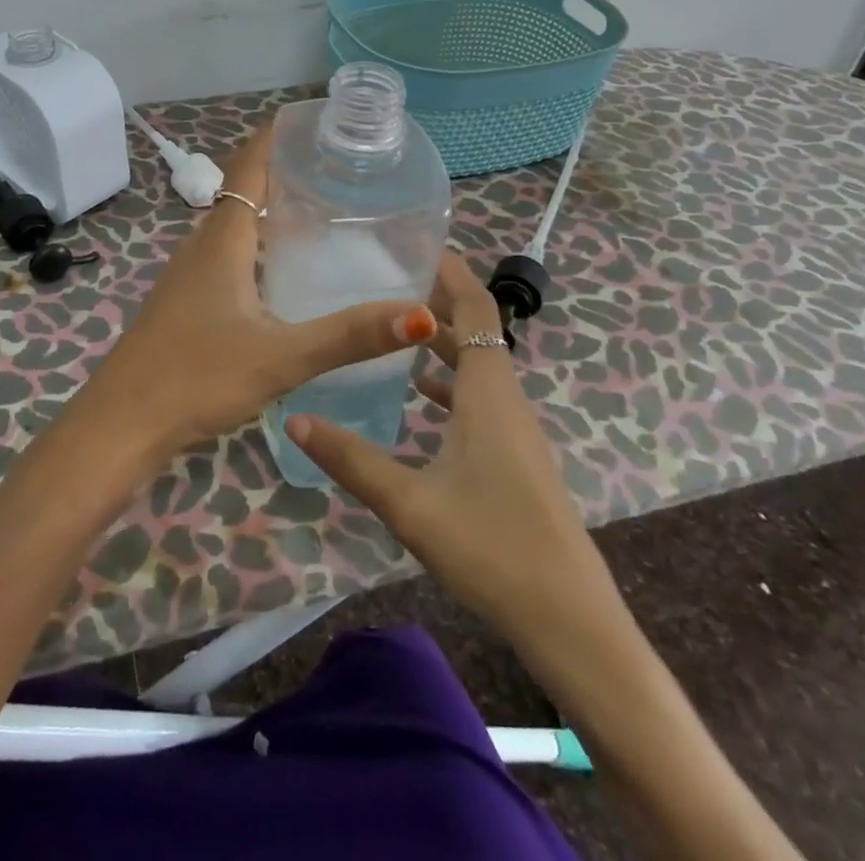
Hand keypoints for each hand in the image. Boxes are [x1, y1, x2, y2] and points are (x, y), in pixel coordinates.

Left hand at [79, 121, 438, 463]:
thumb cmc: (197, 377)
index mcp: (223, 240)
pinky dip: (258, 245)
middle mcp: (202, 246)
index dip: (275, 137)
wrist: (122, 423)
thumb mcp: (280, 357)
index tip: (315, 120)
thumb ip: (348, 336)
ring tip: (322, 212)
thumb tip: (419, 313)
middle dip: (285, 171)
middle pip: (245, 192)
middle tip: (339, 169)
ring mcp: (189, 274)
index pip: (249, 167)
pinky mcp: (186, 301)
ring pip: (236, 226)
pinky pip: (228, 255)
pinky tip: (283, 272)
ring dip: (271, 210)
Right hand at [288, 253, 623, 652]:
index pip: (477, 310)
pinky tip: (422, 399)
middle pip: (477, 332)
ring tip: (395, 333)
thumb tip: (294, 418)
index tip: (417, 245)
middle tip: (387, 283)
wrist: (570, 620)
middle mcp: (507, 400)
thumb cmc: (492, 547)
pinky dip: (453, 384)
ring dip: (444, 344)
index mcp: (489, 392)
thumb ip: (350, 459)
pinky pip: (482, 399)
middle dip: (437, 304)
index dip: (452, 273)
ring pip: (479, 367)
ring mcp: (516, 430)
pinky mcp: (516, 457)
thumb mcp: (410, 503)